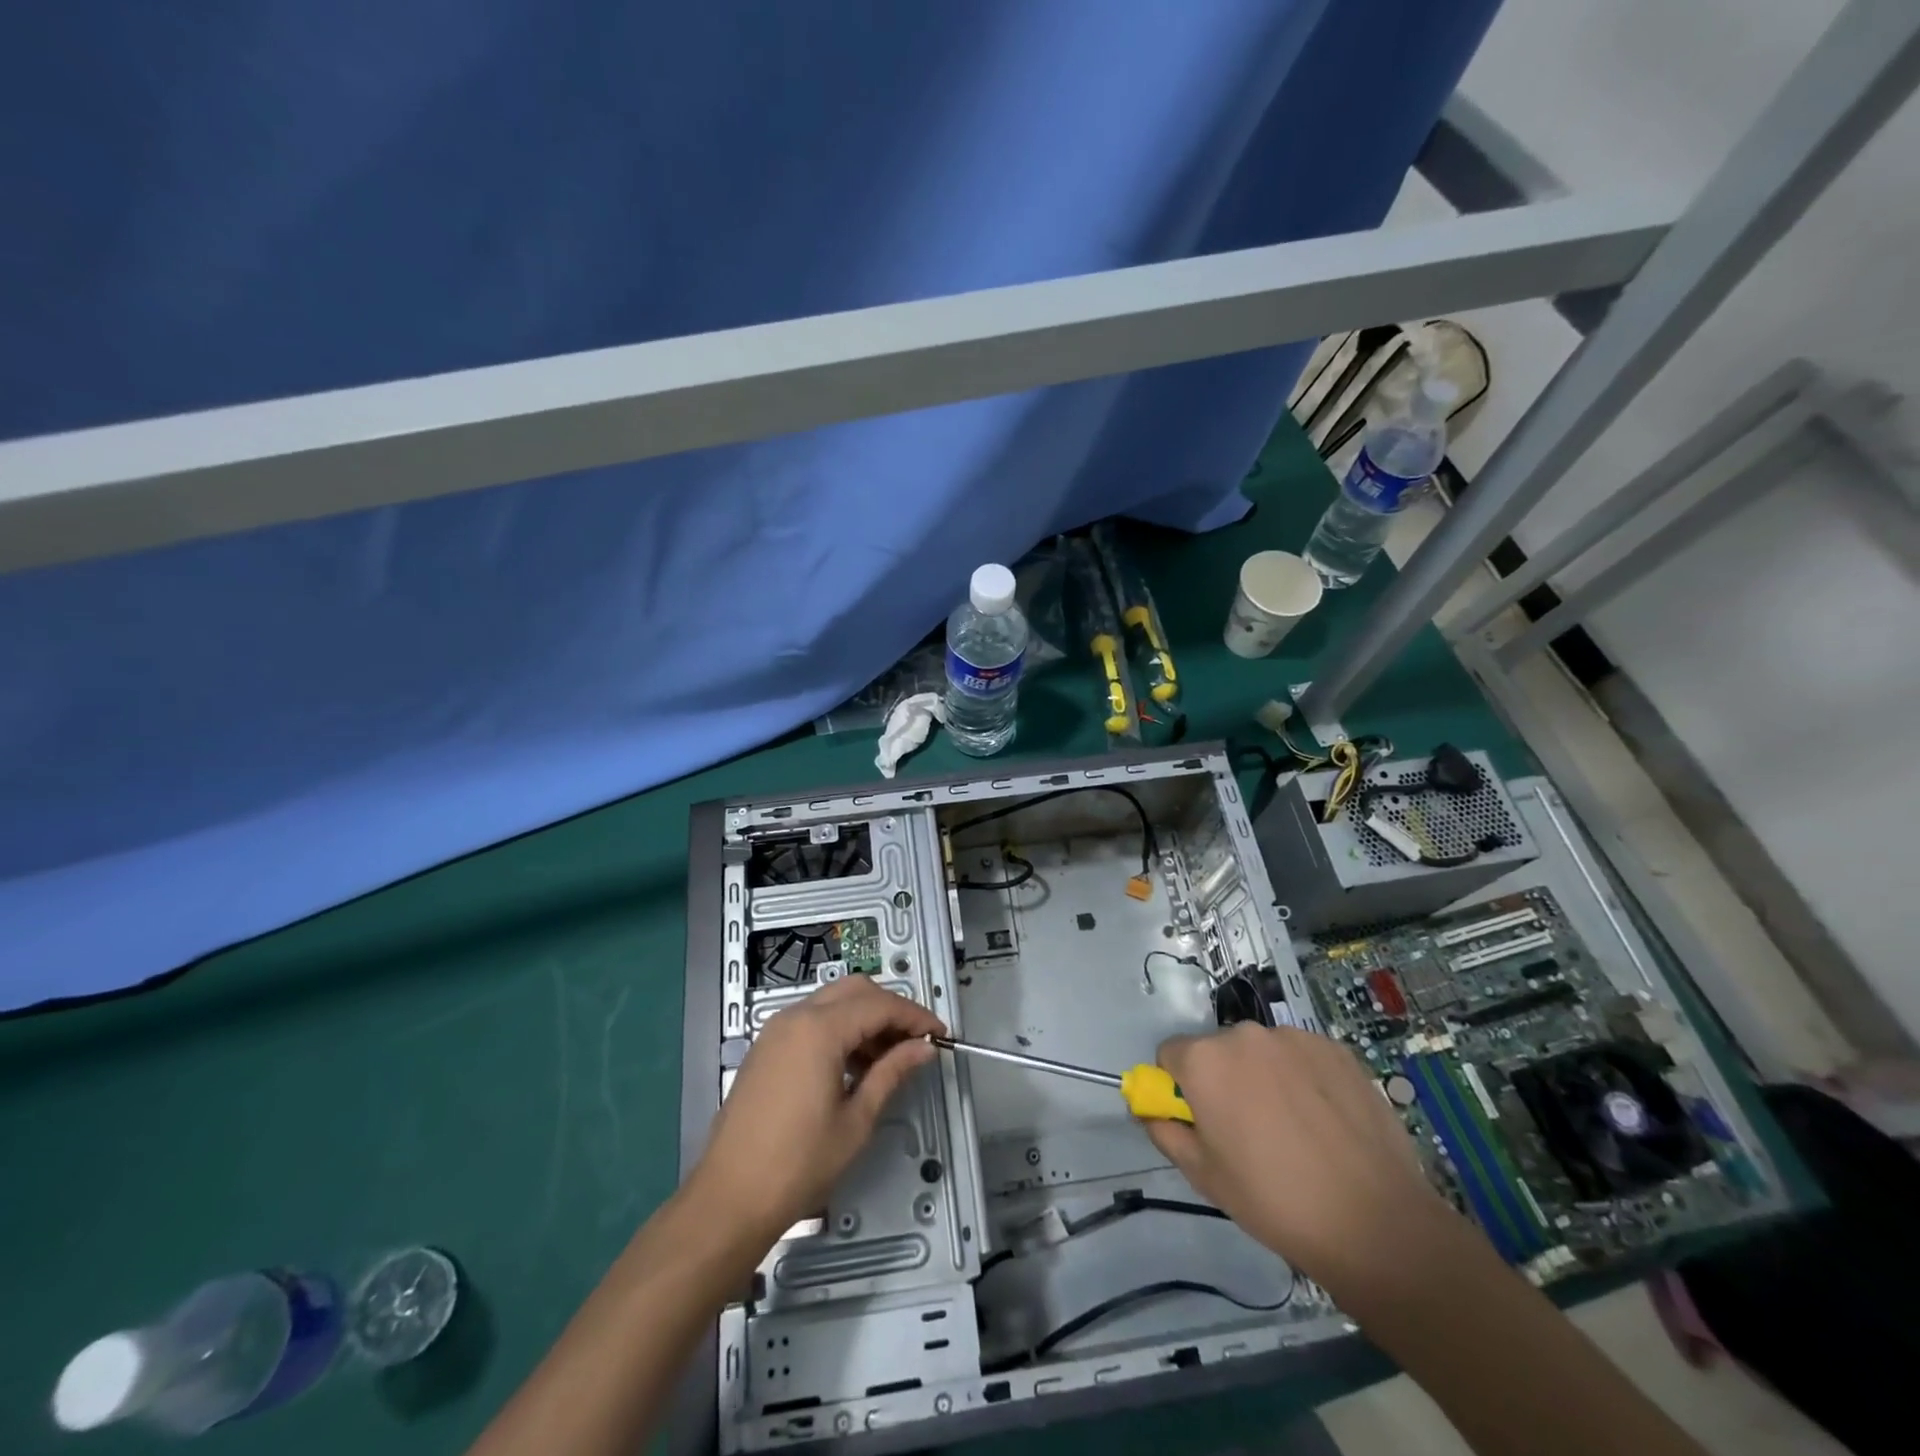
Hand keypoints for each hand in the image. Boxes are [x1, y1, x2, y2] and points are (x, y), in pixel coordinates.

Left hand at [691, 976, 945, 1246]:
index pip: (879, 1005)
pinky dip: (839, 1029)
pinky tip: (854, 1065)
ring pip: (832, 1002)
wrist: (729, 1198)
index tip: (940, 1034)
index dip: (914, 1016)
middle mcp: (796, 1016)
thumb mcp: (856, 1120)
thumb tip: (924, 1047)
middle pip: (855, 990)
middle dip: (890, 1008)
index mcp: (820, 1029)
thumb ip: (892, 1073)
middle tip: (915, 1041)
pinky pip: (812, 1020)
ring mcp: (776, 1030)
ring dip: (864, 1018)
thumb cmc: (799, 1163)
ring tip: (889, 1058)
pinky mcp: (766, 1047)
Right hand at [1145, 1023, 1447, 1288]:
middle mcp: (1244, 1034)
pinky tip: (1326, 1121)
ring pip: (1262, 1052)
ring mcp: (1294, 1037)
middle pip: (1217, 1050)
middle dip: (1224, 1080)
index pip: (1170, 1055)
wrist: (1376, 1223)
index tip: (1202, 1122)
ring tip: (1296, 1130)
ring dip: (1265, 1077)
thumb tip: (1149, 1109)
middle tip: (1250, 1133)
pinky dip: (1304, 1078)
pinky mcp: (1336, 1048)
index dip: (1179, 1088)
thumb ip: (1165, 1131)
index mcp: (1204, 1060)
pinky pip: (1302, 1056)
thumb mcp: (1204, 1177)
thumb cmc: (1275, 1201)